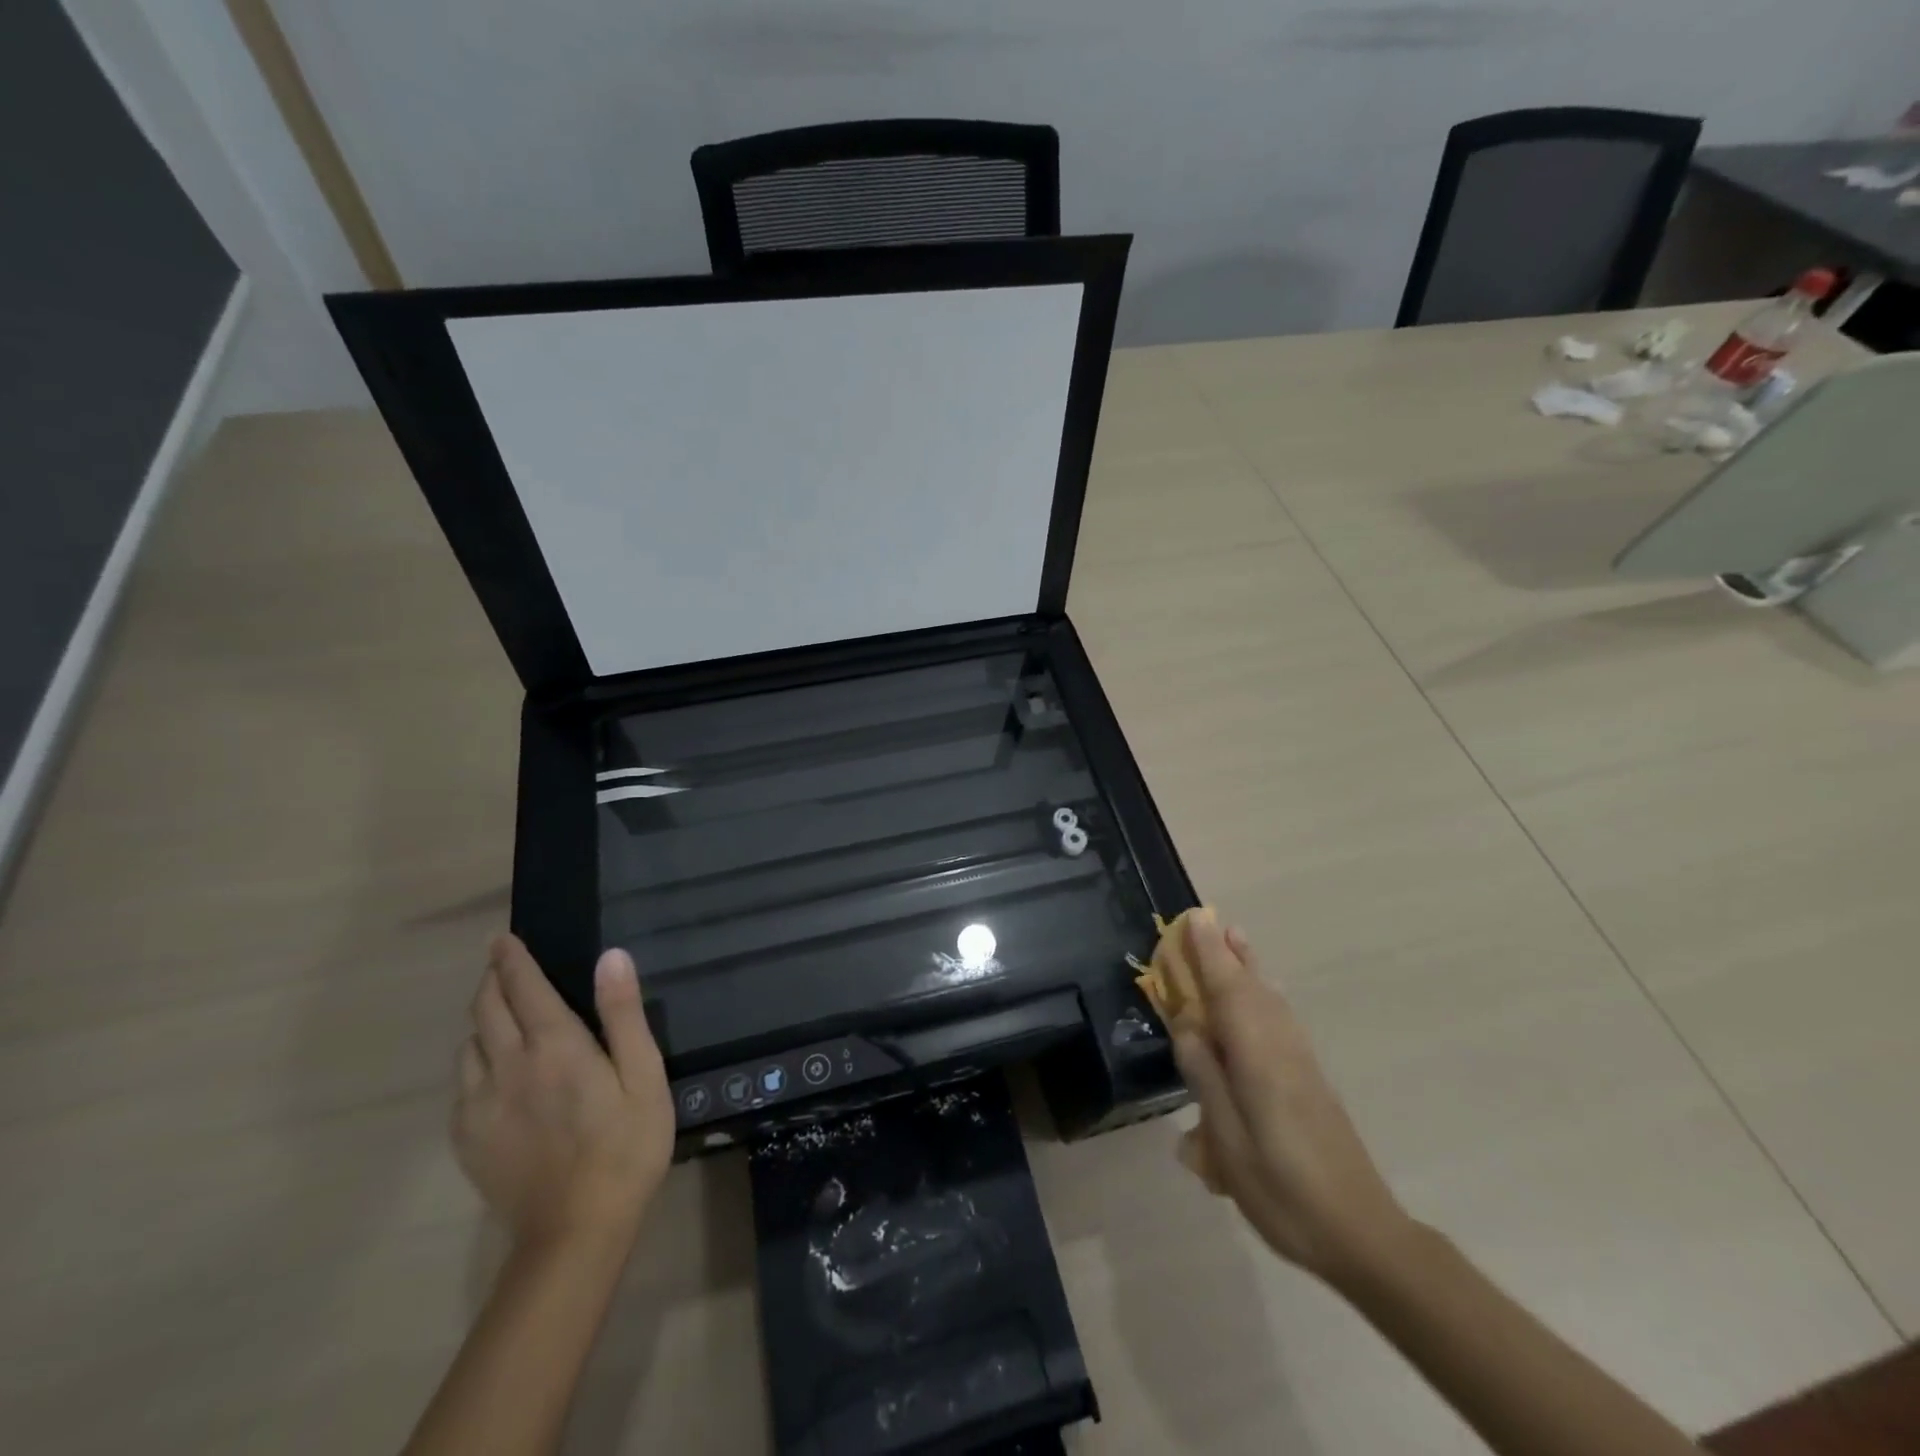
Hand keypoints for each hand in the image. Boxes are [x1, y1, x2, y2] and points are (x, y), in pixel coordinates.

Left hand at [455, 935, 674, 1247]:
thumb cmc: (626, 1145)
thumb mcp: (644, 1075)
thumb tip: (610, 956)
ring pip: (468, 1045)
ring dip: (482, 1020)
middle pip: (486, 1009)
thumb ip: (623, 1014)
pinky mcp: (467, 1138)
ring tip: (500, 1015)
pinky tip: (493, 1071)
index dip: (512, 959)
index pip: (524, 987)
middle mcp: (508, 1066)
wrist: (576, 1231)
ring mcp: (480, 1105)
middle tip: (501, 965)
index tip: (503, 938)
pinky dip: (474, 1061)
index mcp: (555, 1047)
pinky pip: (461, 1083)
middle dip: (492, 980)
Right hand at [1168, 911, 1412, 1285]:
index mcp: (1258, 1059)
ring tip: (1237, 942)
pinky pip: (1283, 1019)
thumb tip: (1188, 1028)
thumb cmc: (1284, 1191)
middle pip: (1253, 988)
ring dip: (1251, 969)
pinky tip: (1266, 998)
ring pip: (1273, 1002)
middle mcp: (1282, 1049)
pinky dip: (1268, 996)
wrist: (1363, 1234)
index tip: (1196, 919)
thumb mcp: (1230, 1142)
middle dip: (1230, 954)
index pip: (1228, 992)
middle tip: (1210, 921)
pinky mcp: (1312, 1081)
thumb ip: (1207, 1078)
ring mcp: (1302, 1064)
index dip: (1210, 955)